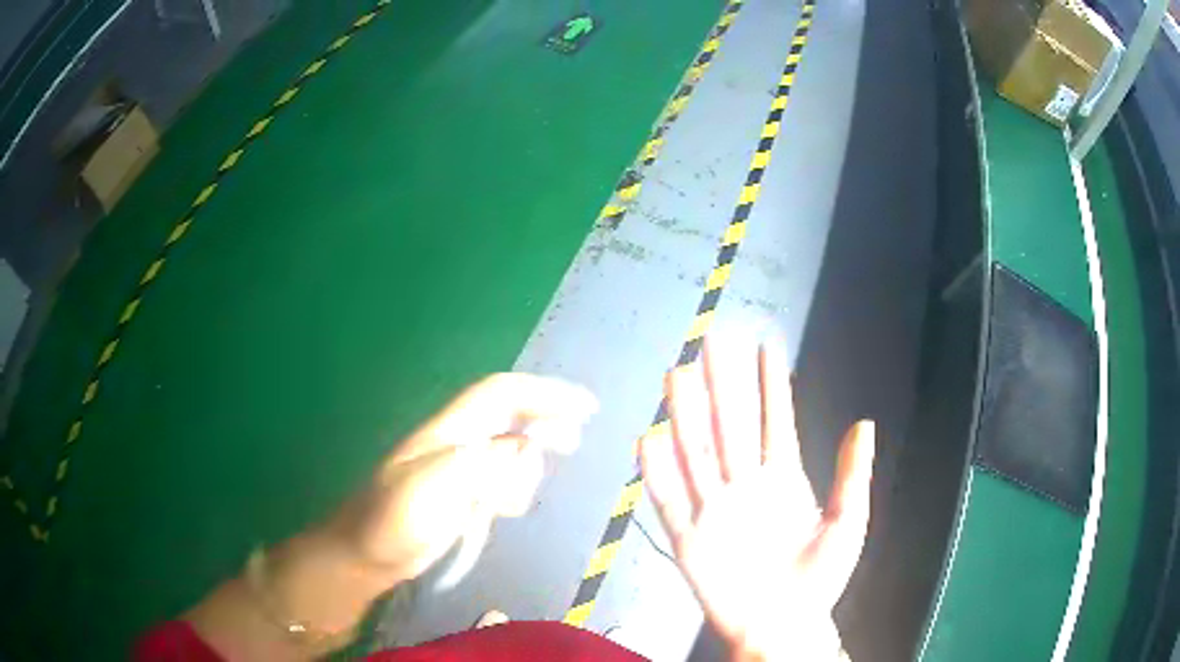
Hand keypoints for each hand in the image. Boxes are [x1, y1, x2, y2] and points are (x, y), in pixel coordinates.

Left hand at [327, 373, 597, 582]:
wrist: (366, 556)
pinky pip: (502, 481)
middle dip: (545, 423)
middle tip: (573, 443)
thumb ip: (480, 465)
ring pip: (510, 451)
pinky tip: (503, 511)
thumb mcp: (432, 489)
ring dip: (525, 468)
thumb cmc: (393, 521)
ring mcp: (459, 470)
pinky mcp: (461, 496)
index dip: (543, 392)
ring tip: (512, 500)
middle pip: (512, 417)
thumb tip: (526, 450)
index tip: (585, 407)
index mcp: (449, 430)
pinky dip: (513, 490)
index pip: (501, 394)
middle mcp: (458, 442)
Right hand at [640, 338, 874, 660]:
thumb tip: (865, 421)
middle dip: (723, 385)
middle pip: (731, 426)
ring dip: (687, 415)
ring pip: (697, 453)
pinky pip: (669, 500)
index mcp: (784, 481)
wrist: (783, 627)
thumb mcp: (848, 524)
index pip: (775, 422)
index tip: (765, 347)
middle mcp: (746, 486)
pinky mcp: (689, 539)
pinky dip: (657, 472)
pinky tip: (649, 439)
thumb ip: (854, 474)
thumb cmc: (819, 579)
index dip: (771, 386)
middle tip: (712, 341)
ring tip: (680, 375)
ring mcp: (715, 510)